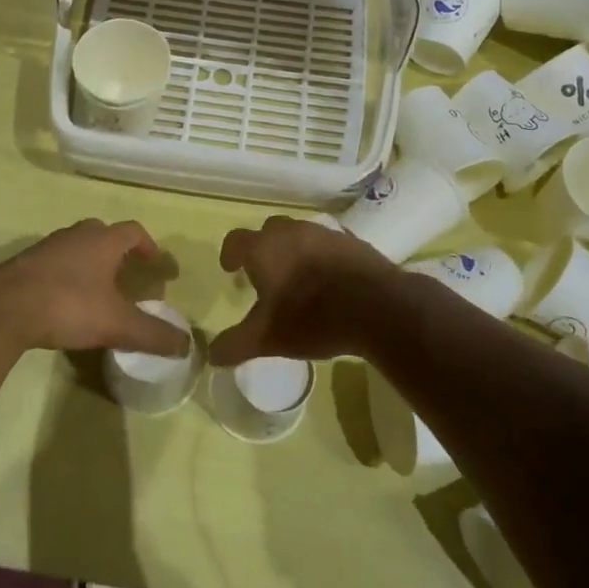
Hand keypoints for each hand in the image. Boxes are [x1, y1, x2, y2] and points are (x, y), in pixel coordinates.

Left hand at [0, 219, 189, 362]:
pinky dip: (66, 275)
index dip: (149, 246)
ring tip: (97, 290)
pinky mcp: (23, 264)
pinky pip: (54, 263)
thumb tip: (186, 346)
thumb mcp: (116, 324)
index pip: (133, 231)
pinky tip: (63, 301)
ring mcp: (46, 247)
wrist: (1, 310)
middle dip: (118, 252)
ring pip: (76, 247)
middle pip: (103, 234)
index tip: (157, 265)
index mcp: (102, 240)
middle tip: (127, 276)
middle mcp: (75, 235)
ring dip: (90, 262)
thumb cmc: (67, 306)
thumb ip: (152, 334)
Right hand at [212, 217, 403, 366]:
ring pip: (300, 234)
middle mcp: (291, 231)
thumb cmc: (312, 318)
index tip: (230, 268)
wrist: (377, 307)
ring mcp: (325, 233)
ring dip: (293, 250)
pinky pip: (328, 243)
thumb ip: (236, 344)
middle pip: (269, 231)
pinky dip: (322, 255)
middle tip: (265, 274)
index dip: (230, 253)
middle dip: (263, 249)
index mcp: (264, 249)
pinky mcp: (352, 241)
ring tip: (298, 277)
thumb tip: (211, 355)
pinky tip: (329, 278)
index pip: (236, 240)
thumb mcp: (268, 338)